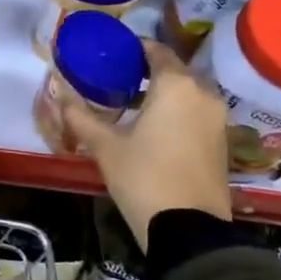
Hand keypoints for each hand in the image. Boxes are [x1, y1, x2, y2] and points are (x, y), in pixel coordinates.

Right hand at [61, 41, 233, 249]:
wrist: (189, 231)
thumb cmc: (144, 177)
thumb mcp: (105, 146)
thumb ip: (80, 116)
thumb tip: (59, 93)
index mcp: (176, 85)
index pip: (155, 49)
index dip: (133, 48)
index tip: (111, 55)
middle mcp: (203, 94)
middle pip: (173, 70)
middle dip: (147, 72)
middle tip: (116, 80)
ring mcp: (217, 119)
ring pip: (187, 93)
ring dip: (163, 93)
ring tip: (131, 105)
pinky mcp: (222, 142)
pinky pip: (197, 113)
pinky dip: (177, 112)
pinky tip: (153, 129)